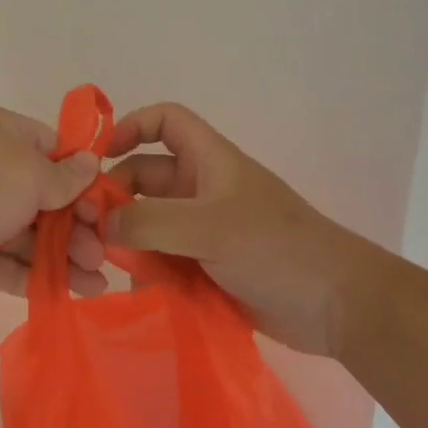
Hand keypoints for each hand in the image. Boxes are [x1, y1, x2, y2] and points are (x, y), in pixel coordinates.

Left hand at [0, 106, 109, 307]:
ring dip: (64, 255)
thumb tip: (90, 163)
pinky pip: (6, 258)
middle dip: (78, 224)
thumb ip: (65, 176)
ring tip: (96, 285)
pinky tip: (69, 293)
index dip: (82, 177)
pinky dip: (35, 274)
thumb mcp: (26, 174)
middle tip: (104, 253)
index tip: (107, 207)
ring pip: (28, 231)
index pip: (53, 148)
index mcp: (0, 132)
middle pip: (44, 194)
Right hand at [103, 103, 376, 356]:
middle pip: (144, 178)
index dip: (132, 126)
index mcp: (208, 161)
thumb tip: (100, 225)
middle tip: (90, 233)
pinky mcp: (206, 266)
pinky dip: (148, 271)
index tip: (99, 157)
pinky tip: (140, 291)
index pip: (165, 121)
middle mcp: (201, 189)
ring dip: (129, 242)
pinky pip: (163, 260)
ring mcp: (203, 230)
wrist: (337, 306)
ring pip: (149, 224)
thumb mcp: (208, 228)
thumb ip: (148, 223)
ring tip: (110, 268)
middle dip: (116, 200)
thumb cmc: (275, 249)